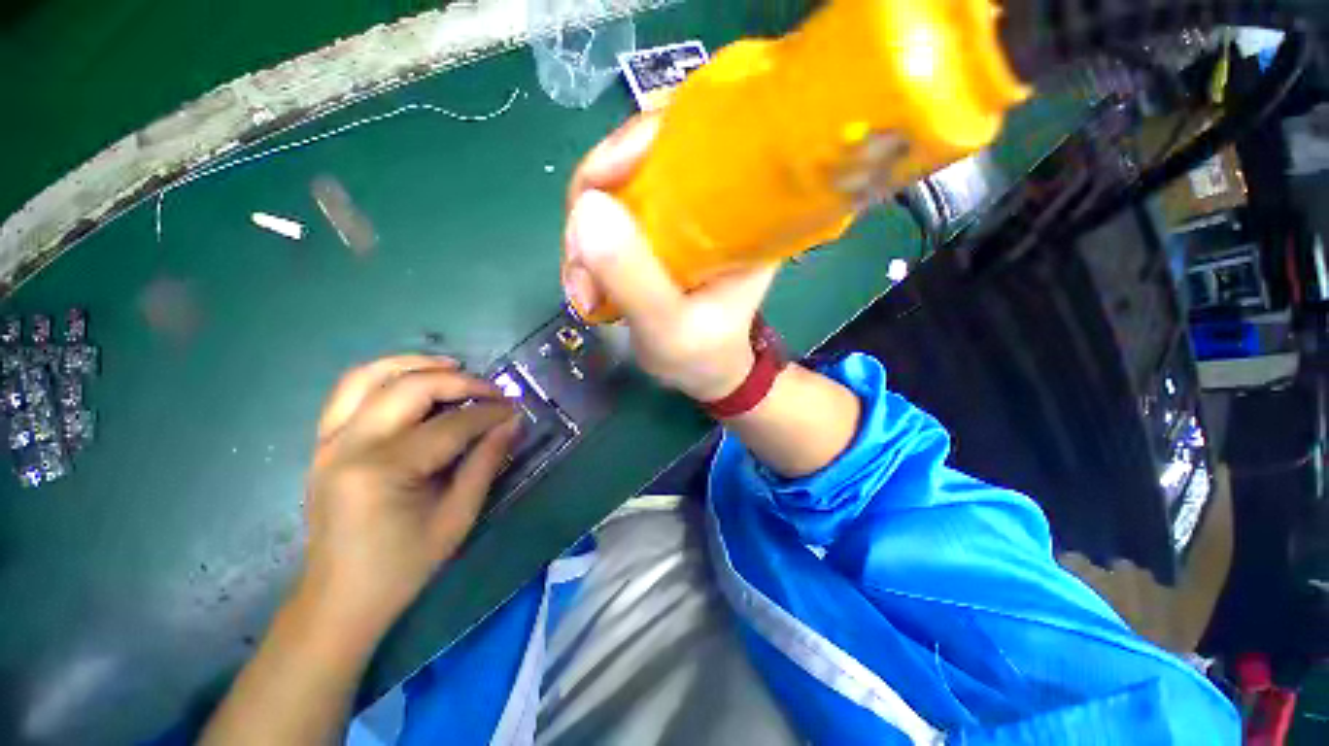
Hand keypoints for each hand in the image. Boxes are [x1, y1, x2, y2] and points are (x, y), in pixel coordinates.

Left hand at [298, 355, 518, 648]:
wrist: (340, 596)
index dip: (490, 413)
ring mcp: (330, 440)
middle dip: (461, 382)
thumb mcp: (458, 517)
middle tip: (492, 391)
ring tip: (452, 365)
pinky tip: (412, 379)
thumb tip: (513, 422)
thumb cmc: (404, 565)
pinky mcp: (324, 442)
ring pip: (370, 376)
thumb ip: (486, 462)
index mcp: (384, 470)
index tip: (516, 409)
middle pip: (411, 388)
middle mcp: (350, 445)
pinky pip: (349, 391)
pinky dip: (383, 375)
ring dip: (415, 363)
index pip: (451, 424)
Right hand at [561, 114, 779, 402]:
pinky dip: (587, 248)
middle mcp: (710, 198)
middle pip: (639, 156)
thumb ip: (633, 278)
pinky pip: (607, 217)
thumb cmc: (701, 355)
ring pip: (614, 188)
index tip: (597, 185)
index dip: (637, 142)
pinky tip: (585, 286)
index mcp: (741, 209)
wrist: (703, 372)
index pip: (694, 135)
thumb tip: (586, 207)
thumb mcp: (669, 328)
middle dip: (594, 204)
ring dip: (584, 236)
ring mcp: (678, 213)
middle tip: (581, 267)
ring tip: (585, 292)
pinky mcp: (654, 231)